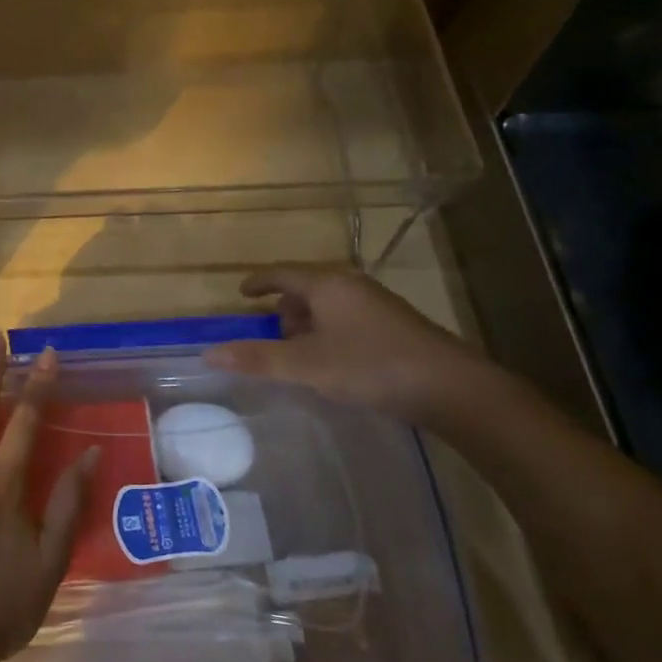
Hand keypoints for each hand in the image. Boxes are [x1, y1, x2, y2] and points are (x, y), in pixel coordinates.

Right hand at [203, 264, 490, 427]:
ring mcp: (377, 306)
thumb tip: (209, 354)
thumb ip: (257, 359)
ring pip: (329, 306)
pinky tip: (332, 364)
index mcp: (327, 284)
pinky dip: (329, 334)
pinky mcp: (395, 328)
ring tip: (299, 355)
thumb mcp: (306, 365)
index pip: (282, 273)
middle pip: (306, 288)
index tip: (242, 294)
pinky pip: (347, 320)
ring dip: (307, 325)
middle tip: (270, 336)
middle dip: (284, 309)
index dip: (259, 282)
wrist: (452, 388)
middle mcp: (352, 287)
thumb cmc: (371, 366)